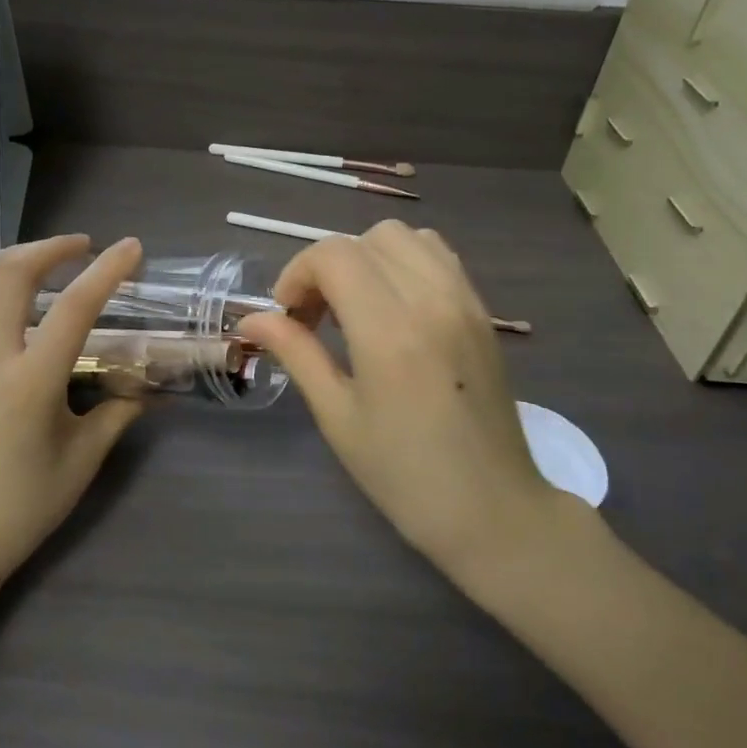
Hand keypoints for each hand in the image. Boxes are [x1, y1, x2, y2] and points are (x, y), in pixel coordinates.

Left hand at [0, 235, 146, 597]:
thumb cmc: (23, 507)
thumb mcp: (82, 460)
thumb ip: (118, 412)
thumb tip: (148, 386)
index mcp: (30, 382)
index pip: (75, 306)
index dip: (108, 270)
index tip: (131, 248)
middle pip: (13, 272)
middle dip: (52, 248)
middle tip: (81, 248)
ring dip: (11, 258)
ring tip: (40, 261)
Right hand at [238, 221, 566, 588]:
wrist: (494, 511)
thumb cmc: (405, 475)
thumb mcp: (338, 417)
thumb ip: (296, 354)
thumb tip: (252, 320)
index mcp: (389, 331)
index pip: (334, 255)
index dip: (298, 274)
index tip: (289, 315)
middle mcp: (430, 300)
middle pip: (365, 239)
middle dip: (327, 266)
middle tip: (317, 317)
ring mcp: (464, 300)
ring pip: (404, 236)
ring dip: (367, 257)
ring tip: (355, 306)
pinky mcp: (482, 311)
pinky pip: (437, 255)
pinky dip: (403, 262)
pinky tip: (393, 308)